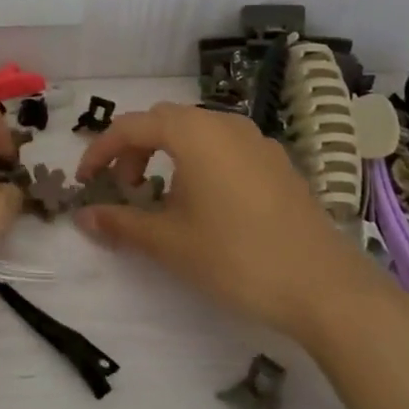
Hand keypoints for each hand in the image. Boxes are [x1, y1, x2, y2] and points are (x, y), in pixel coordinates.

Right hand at [74, 103, 408, 353]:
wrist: (324, 287)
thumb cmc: (236, 257)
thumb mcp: (169, 242)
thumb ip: (121, 223)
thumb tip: (83, 217)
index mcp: (193, 132)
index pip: (131, 127)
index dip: (100, 151)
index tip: (85, 181)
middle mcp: (224, 124)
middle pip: (164, 121)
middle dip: (134, 150)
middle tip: (124, 189)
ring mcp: (256, 140)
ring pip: (196, 131)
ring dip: (167, 154)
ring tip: (162, 196)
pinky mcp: (277, 162)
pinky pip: (224, 146)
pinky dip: (199, 160)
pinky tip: (204, 201)